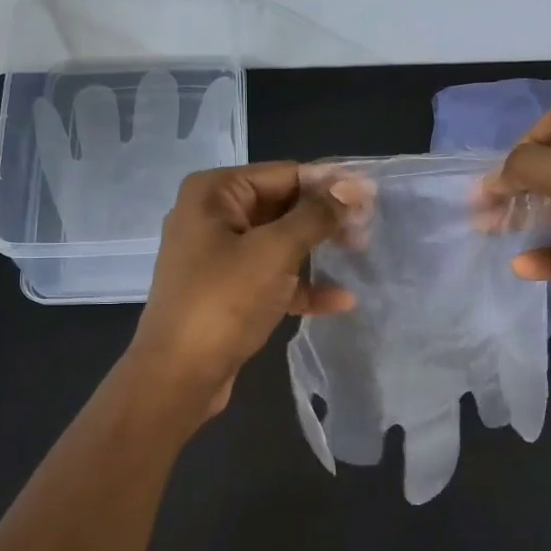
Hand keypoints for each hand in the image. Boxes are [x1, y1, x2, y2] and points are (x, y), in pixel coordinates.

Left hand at [124, 162, 355, 419]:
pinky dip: (301, 286)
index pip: (284, 174)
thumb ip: (316, 216)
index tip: (373, 197)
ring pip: (279, 243)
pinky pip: (271, 277)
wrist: (177, 376)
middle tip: (369, 229)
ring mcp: (218, 256)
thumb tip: (354, 186)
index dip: (330, 183)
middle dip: (325, 218)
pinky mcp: (227, 292)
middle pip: (282, 206)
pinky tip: (340, 301)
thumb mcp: (274, 252)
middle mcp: (212, 216)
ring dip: (318, 250)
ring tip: (361, 255)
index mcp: (214, 193)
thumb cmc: (224, 302)